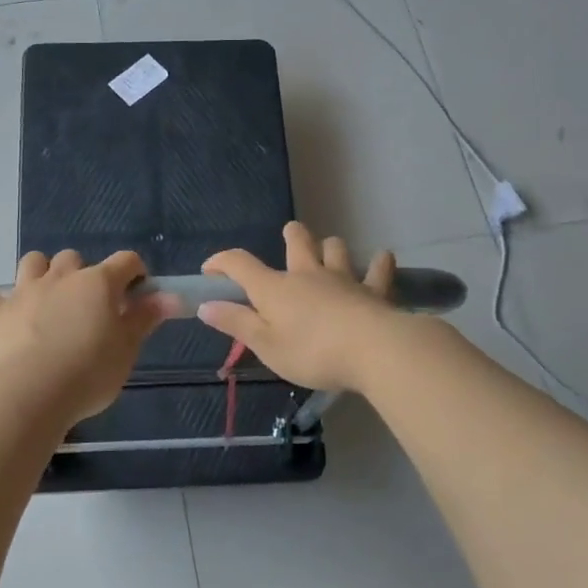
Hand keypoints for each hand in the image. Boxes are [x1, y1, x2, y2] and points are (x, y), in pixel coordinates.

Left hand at [0, 250, 172, 424]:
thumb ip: (145, 318)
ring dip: (40, 270)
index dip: (135, 273)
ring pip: (32, 262)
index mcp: (98, 283)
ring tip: (45, 292)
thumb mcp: (127, 349)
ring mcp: (25, 292)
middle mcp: (62, 277)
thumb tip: (169, 296)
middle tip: (88, 303)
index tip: (138, 293)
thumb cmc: (89, 372)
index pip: (125, 261)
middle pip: (74, 258)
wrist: (32, 393)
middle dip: (83, 273)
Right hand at [198, 223, 399, 393]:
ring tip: (329, 253)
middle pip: (298, 241)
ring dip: (330, 248)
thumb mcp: (266, 345)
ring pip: (335, 248)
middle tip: (289, 236)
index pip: (240, 263)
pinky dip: (379, 263)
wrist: (372, 350)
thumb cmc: (312, 352)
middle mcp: (307, 274)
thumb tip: (206, 305)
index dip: (221, 262)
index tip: (210, 270)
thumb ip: (236, 323)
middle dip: (291, 235)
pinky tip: (382, 260)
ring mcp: (343, 278)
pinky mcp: (374, 290)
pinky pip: (378, 269)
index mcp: (275, 288)